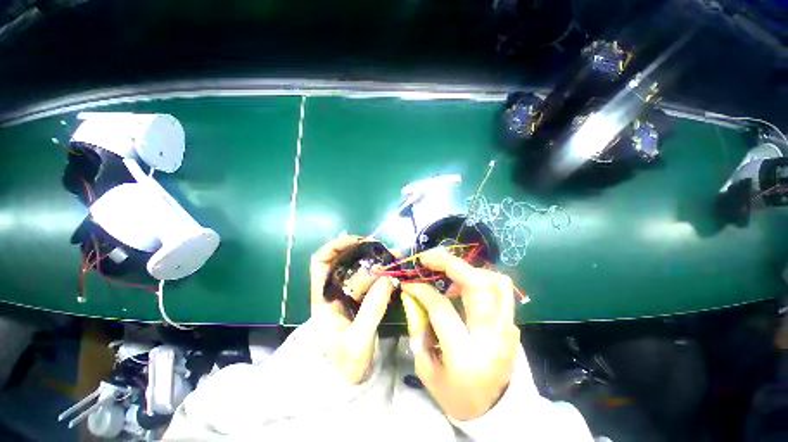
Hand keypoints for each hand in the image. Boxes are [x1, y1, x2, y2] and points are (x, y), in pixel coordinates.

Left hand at [310, 234, 397, 383]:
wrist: (349, 381)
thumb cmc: (345, 365)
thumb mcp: (358, 341)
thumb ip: (372, 310)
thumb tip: (388, 278)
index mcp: (324, 298)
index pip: (321, 262)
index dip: (336, 246)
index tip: (358, 241)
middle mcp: (336, 290)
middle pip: (345, 260)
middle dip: (365, 251)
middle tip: (387, 250)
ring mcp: (350, 294)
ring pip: (362, 268)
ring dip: (378, 260)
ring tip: (397, 257)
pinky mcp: (363, 298)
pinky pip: (373, 280)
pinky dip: (384, 272)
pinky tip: (397, 270)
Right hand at [401, 248, 519, 420]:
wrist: (497, 413)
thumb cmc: (457, 396)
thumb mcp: (427, 370)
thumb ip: (419, 330)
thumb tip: (413, 297)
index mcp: (465, 355)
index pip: (442, 308)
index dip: (422, 289)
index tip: (410, 282)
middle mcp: (492, 337)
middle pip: (478, 284)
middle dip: (450, 262)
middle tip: (429, 258)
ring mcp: (508, 329)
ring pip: (496, 280)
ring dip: (469, 269)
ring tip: (449, 275)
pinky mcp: (513, 324)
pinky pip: (500, 290)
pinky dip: (480, 279)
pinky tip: (463, 288)